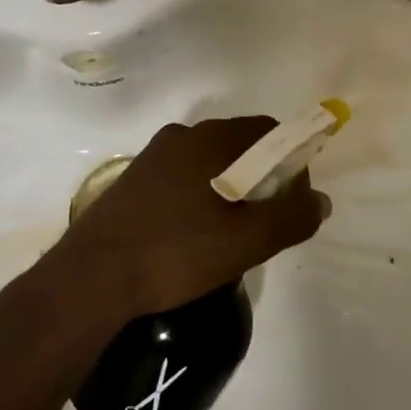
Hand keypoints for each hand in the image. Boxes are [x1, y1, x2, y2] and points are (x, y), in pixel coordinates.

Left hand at [39, 117, 328, 320]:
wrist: (90, 279)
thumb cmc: (174, 253)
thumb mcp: (244, 242)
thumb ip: (290, 217)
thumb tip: (320, 200)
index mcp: (209, 139)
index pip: (268, 131)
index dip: (291, 162)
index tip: (291, 202)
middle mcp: (181, 136)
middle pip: (239, 145)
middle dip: (261, 179)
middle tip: (263, 224)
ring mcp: (152, 157)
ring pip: (209, 164)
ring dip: (230, 189)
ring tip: (229, 236)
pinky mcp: (133, 181)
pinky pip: (182, 178)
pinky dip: (200, 197)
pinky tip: (193, 237)